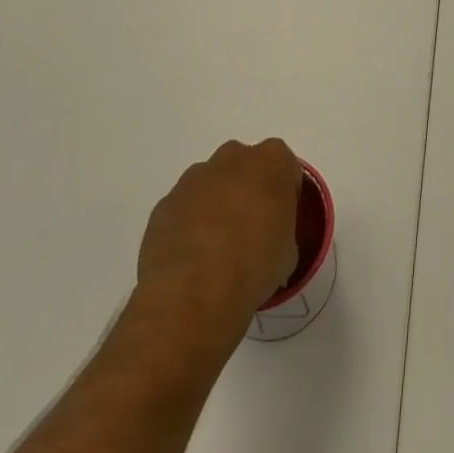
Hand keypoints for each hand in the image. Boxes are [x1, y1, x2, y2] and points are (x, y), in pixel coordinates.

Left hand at [132, 138, 302, 350]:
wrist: (193, 294)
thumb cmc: (255, 266)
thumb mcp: (289, 252)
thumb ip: (282, 230)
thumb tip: (269, 241)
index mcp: (272, 161)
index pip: (285, 168)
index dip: (284, 196)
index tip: (280, 223)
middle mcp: (233, 158)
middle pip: (245, 168)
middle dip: (247, 192)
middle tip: (250, 232)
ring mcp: (194, 178)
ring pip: (211, 185)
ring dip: (216, 207)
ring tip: (216, 252)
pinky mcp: (165, 203)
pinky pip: (184, 209)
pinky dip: (188, 226)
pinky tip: (191, 261)